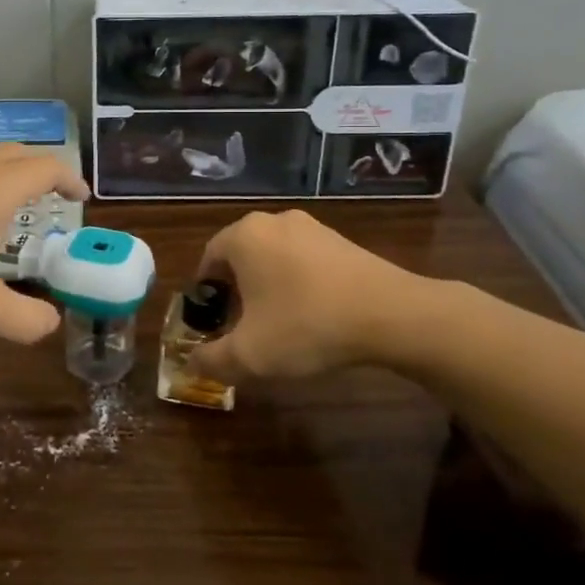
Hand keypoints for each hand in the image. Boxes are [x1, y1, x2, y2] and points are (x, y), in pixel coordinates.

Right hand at [187, 209, 454, 382]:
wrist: (392, 315)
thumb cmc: (307, 325)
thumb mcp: (250, 355)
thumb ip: (212, 360)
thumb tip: (192, 363)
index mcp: (243, 236)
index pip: (208, 259)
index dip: (206, 294)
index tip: (214, 324)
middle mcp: (273, 221)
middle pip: (241, 256)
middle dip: (237, 291)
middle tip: (243, 327)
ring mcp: (312, 227)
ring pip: (274, 258)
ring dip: (269, 287)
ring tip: (280, 325)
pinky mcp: (342, 241)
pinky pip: (305, 261)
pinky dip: (300, 284)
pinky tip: (314, 316)